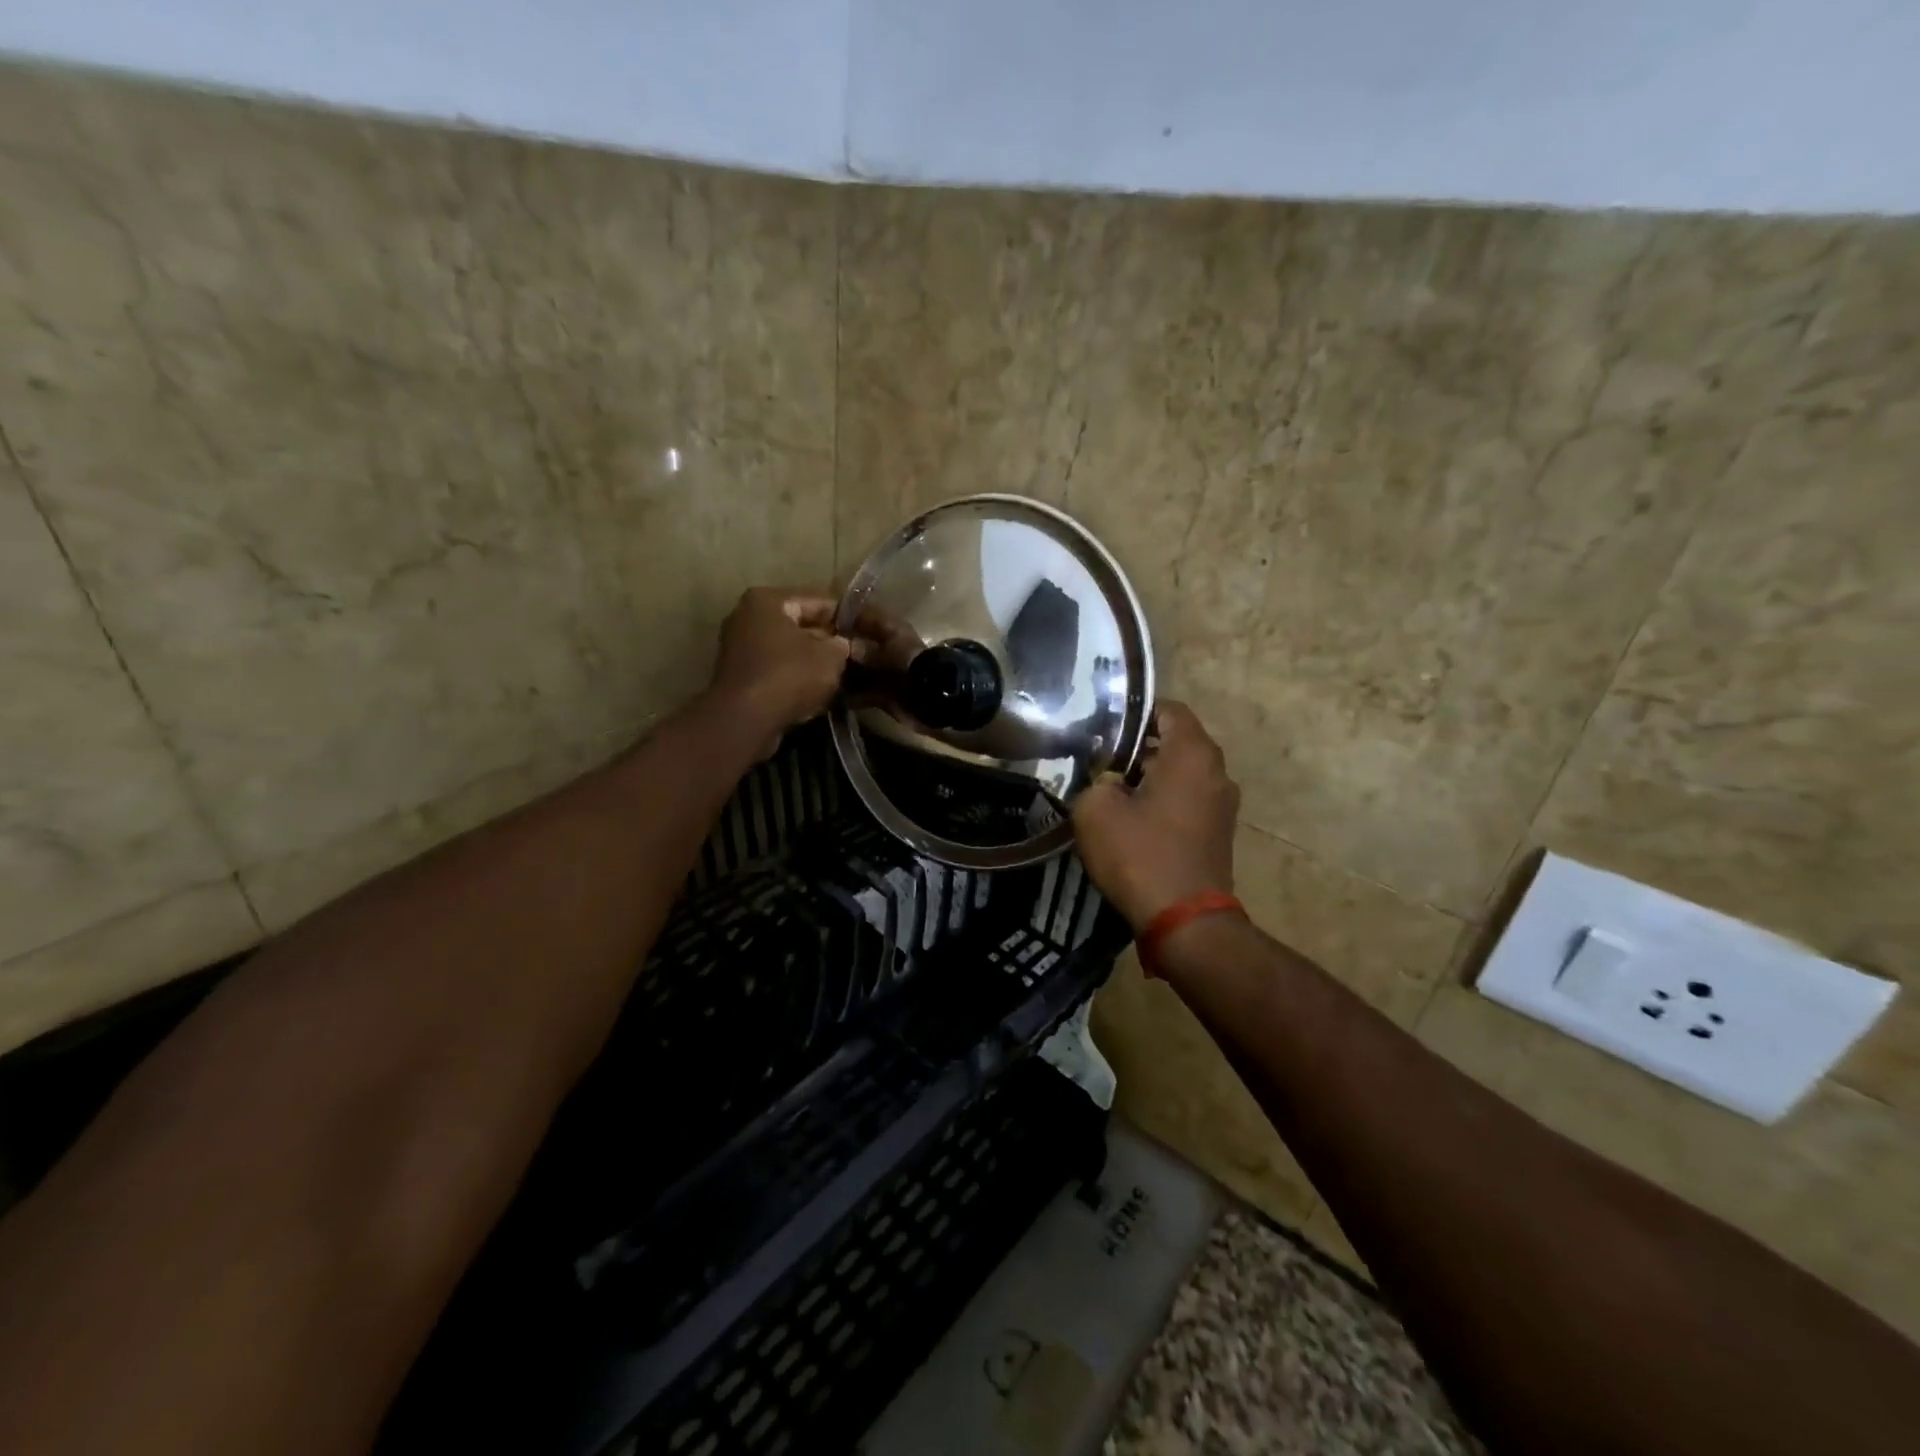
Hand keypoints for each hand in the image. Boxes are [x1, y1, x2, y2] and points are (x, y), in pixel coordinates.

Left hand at [707, 587, 851, 754]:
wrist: (745, 720)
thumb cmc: (789, 676)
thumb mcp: (830, 657)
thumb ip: (842, 645)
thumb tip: (843, 645)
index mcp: (767, 600)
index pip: (818, 601)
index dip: (846, 617)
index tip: (865, 632)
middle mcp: (747, 617)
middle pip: (799, 624)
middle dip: (827, 640)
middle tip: (854, 655)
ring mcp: (739, 647)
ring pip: (788, 649)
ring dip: (812, 661)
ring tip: (840, 674)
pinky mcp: (739, 676)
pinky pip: (776, 669)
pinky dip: (795, 677)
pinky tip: (817, 692)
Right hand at [1071, 701, 1239, 930]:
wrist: (1185, 921)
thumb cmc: (1140, 855)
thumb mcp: (1095, 810)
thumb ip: (1096, 780)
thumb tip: (1107, 781)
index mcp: (1192, 753)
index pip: (1168, 709)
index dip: (1134, 712)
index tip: (1104, 728)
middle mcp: (1216, 771)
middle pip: (1175, 742)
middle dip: (1138, 747)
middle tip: (1100, 761)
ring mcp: (1222, 804)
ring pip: (1181, 773)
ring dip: (1150, 777)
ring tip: (1112, 792)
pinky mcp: (1219, 832)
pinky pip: (1188, 800)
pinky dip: (1163, 801)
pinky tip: (1133, 821)